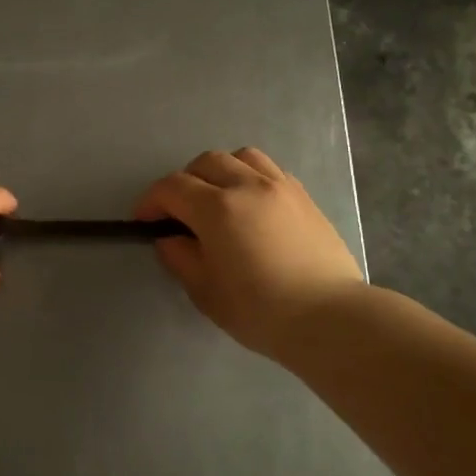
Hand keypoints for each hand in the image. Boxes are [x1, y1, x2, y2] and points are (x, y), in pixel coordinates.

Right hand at [135, 148, 364, 356]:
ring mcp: (280, 186)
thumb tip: (170, 239)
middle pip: (205, 163)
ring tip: (218, 198)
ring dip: (220, 171)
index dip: (151, 201)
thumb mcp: (206, 291)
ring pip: (240, 157)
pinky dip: (250, 178)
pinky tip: (252, 205)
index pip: (172, 188)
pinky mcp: (304, 196)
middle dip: (184, 182)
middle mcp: (247, 185)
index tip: (144, 221)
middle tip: (180, 212)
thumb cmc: (261, 311)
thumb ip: (180, 257)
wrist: (330, 318)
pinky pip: (269, 170)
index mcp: (217, 208)